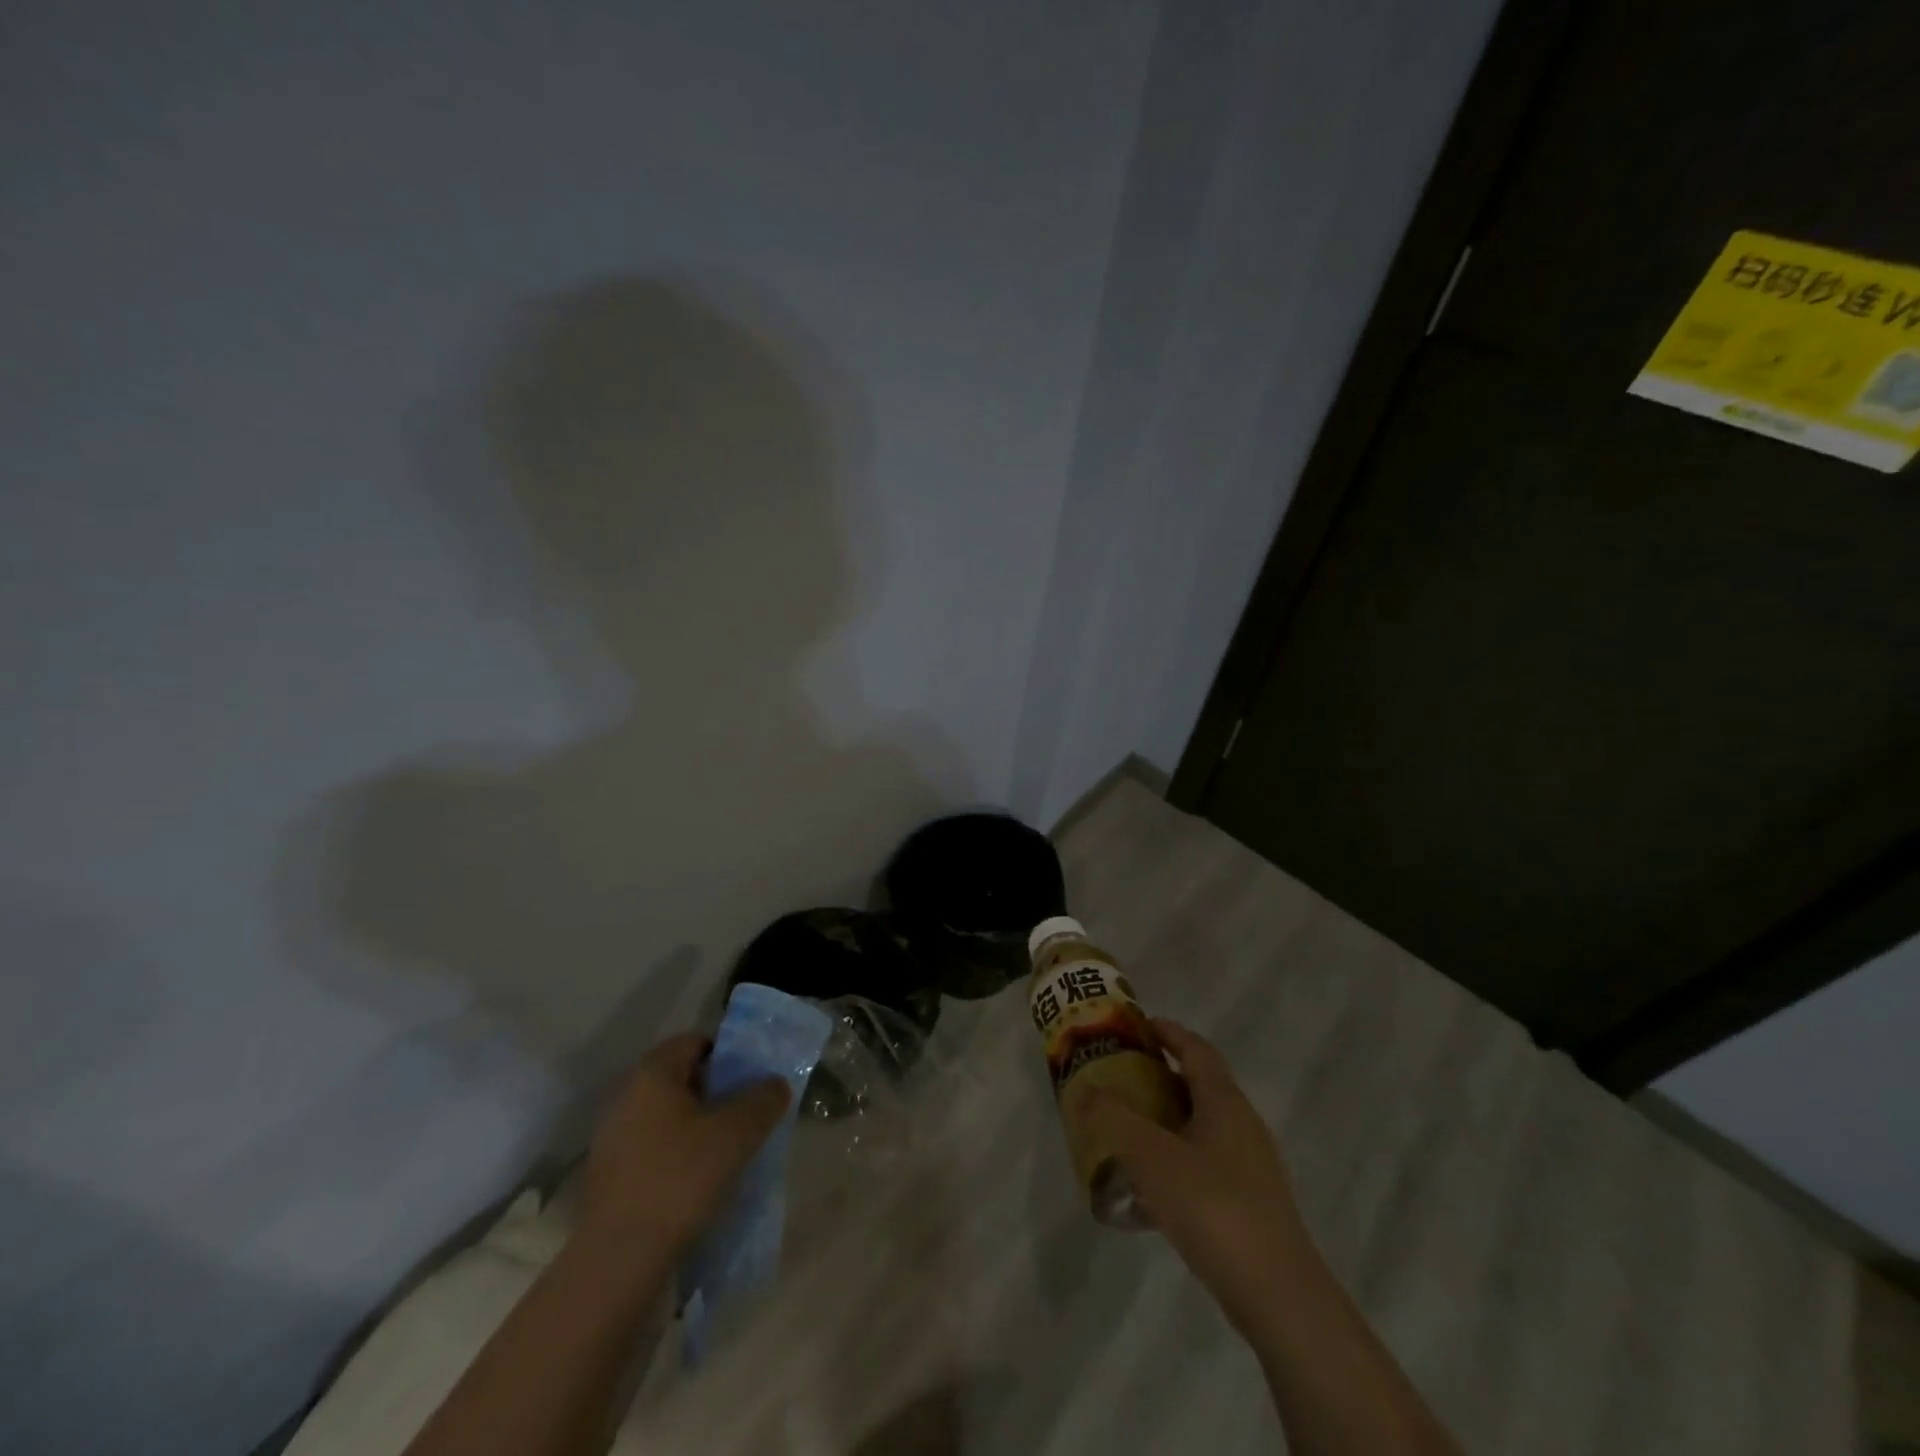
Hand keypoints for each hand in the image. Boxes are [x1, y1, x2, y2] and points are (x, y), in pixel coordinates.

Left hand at [575, 1033, 789, 1265]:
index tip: (752, 1082)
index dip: (729, 1056)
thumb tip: (775, 1084)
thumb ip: (763, 1100)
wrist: (618, 1262)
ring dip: (697, 1127)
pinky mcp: (608, 1176)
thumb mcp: (738, 1134)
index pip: (696, 1042)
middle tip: (746, 1117)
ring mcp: (611, 1138)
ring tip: (727, 1153)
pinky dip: (676, 1156)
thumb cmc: (680, 1179)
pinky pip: (652, 1150)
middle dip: (716, 1094)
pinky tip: (697, 1184)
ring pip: (667, 1117)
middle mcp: (626, 1095)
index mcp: (653, 1072)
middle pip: (682, 1079)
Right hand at [1081, 1019, 1312, 1339]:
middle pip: (1199, 1085)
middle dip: (1159, 1076)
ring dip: (1166, 1119)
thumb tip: (1084, 1088)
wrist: (1279, 1297)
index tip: (1136, 1026)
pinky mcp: (1250, 1203)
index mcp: (1224, 1102)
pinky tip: (1150, 1187)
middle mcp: (1242, 1124)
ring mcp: (1251, 1166)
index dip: (1168, 1032)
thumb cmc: (1214, 1208)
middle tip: (1119, 1078)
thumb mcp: (1152, 1156)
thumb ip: (1113, 1118)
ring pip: (1201, 1126)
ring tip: (1126, 1130)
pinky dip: (1176, 1158)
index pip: (1196, 1049)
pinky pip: (1205, 1162)